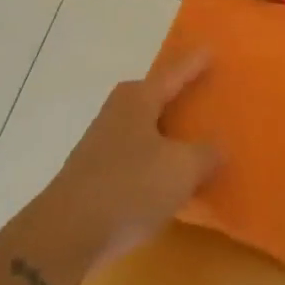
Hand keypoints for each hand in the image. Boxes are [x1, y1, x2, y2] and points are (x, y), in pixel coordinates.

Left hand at [25, 53, 220, 283]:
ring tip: (190, 138)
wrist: (66, 234)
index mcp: (138, 100)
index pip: (173, 74)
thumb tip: (218, 147)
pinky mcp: (94, 174)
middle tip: (200, 92)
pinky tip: (166, 177)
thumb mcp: (182, 170)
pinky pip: (134, 155)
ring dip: (164, 131)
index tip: (210, 50)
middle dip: (175, 95)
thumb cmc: (130, 187)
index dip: (193, 64)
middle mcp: (117, 113)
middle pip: (152, 97)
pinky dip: (153, 159)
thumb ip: (206, 154)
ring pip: (143, 127)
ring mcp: (101, 144)